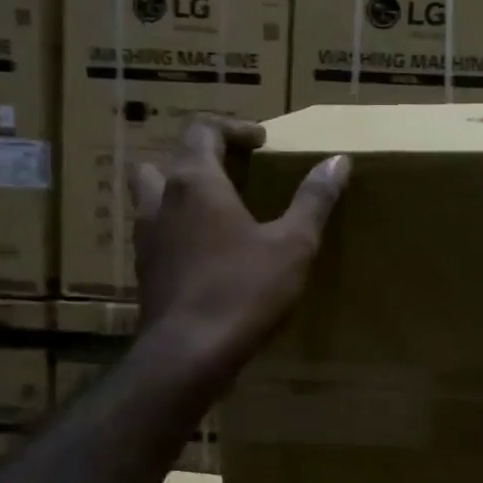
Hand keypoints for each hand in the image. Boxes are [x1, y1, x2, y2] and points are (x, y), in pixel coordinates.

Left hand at [134, 116, 348, 383]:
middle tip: (231, 173)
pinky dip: (178, 231)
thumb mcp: (293, 244)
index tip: (261, 142)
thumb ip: (313, 199)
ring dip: (179, 194)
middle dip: (197, 159)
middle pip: (165, 160)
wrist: (188, 355)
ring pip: (151, 198)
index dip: (233, 128)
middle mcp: (161, 202)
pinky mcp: (144, 272)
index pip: (202, 130)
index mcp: (195, 183)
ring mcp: (146, 239)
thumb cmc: (244, 290)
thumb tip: (338, 161)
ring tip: (217, 212)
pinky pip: (157, 235)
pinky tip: (206, 255)